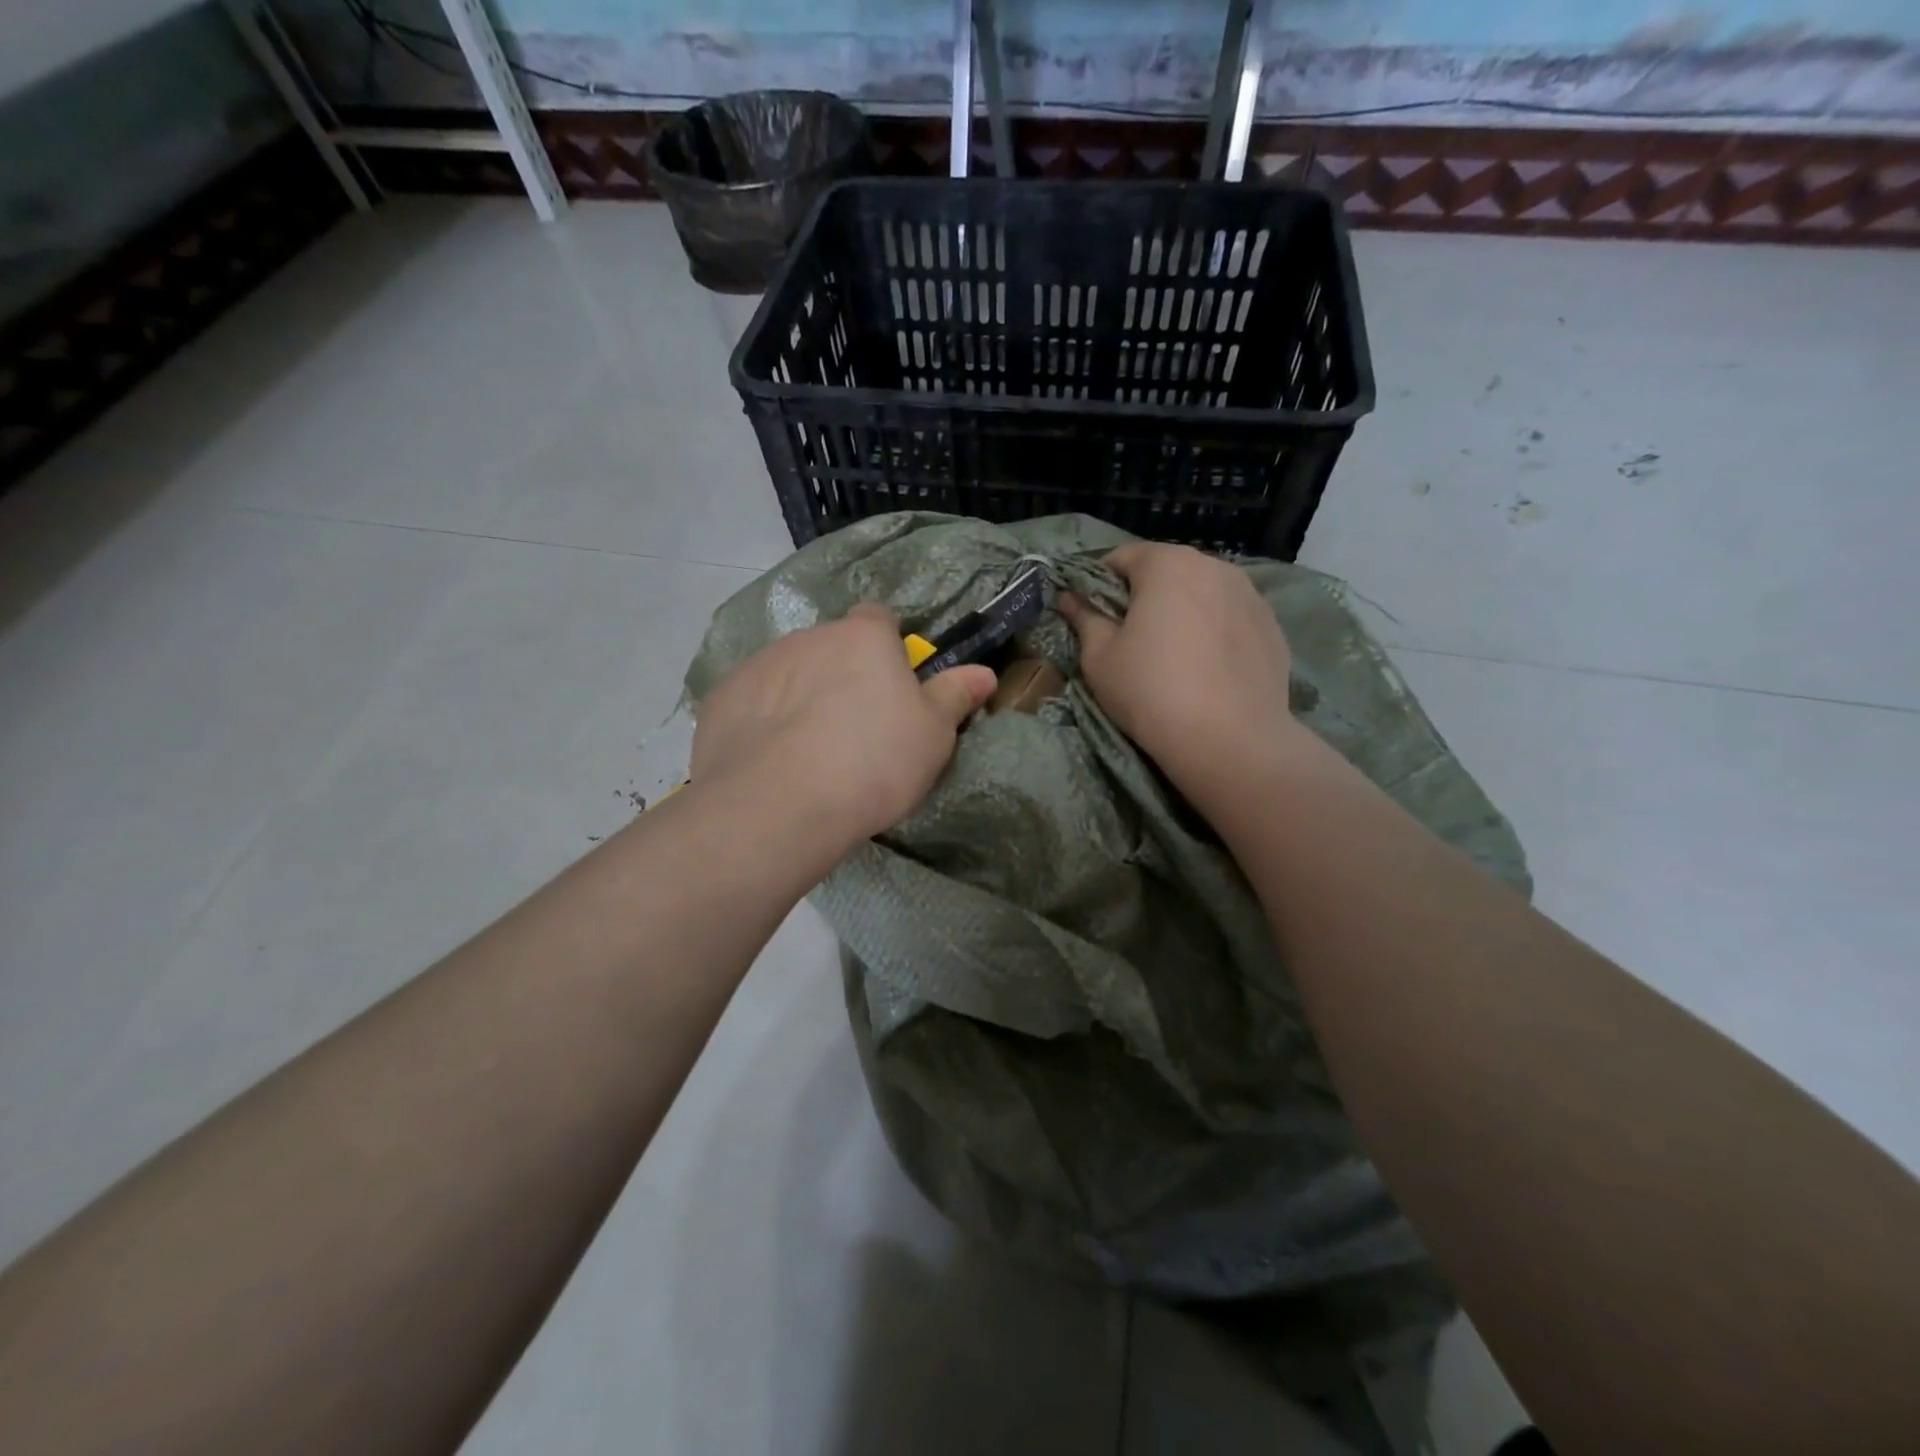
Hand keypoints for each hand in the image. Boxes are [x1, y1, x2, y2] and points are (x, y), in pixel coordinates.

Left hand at [691, 603, 996, 844]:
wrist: (781, 804)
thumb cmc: (874, 762)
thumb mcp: (933, 734)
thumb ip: (955, 696)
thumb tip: (984, 672)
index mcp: (863, 637)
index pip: (879, 618)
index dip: (887, 647)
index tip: (891, 685)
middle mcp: (809, 637)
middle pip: (832, 646)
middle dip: (842, 674)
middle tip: (854, 728)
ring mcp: (760, 665)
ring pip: (790, 672)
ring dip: (801, 695)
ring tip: (809, 750)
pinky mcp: (723, 699)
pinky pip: (753, 701)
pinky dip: (762, 720)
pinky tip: (770, 761)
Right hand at [1059, 543, 1299, 795]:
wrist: (1230, 740)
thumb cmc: (1151, 690)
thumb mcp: (1100, 657)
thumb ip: (1084, 618)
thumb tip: (1069, 598)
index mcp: (1167, 564)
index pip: (1121, 557)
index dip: (1099, 582)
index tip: (1091, 613)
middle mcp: (1214, 566)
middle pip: (1167, 570)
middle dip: (1145, 594)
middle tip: (1129, 636)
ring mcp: (1250, 595)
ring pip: (1203, 592)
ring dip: (1183, 610)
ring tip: (1172, 652)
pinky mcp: (1272, 627)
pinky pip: (1230, 618)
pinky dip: (1214, 631)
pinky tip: (1206, 667)